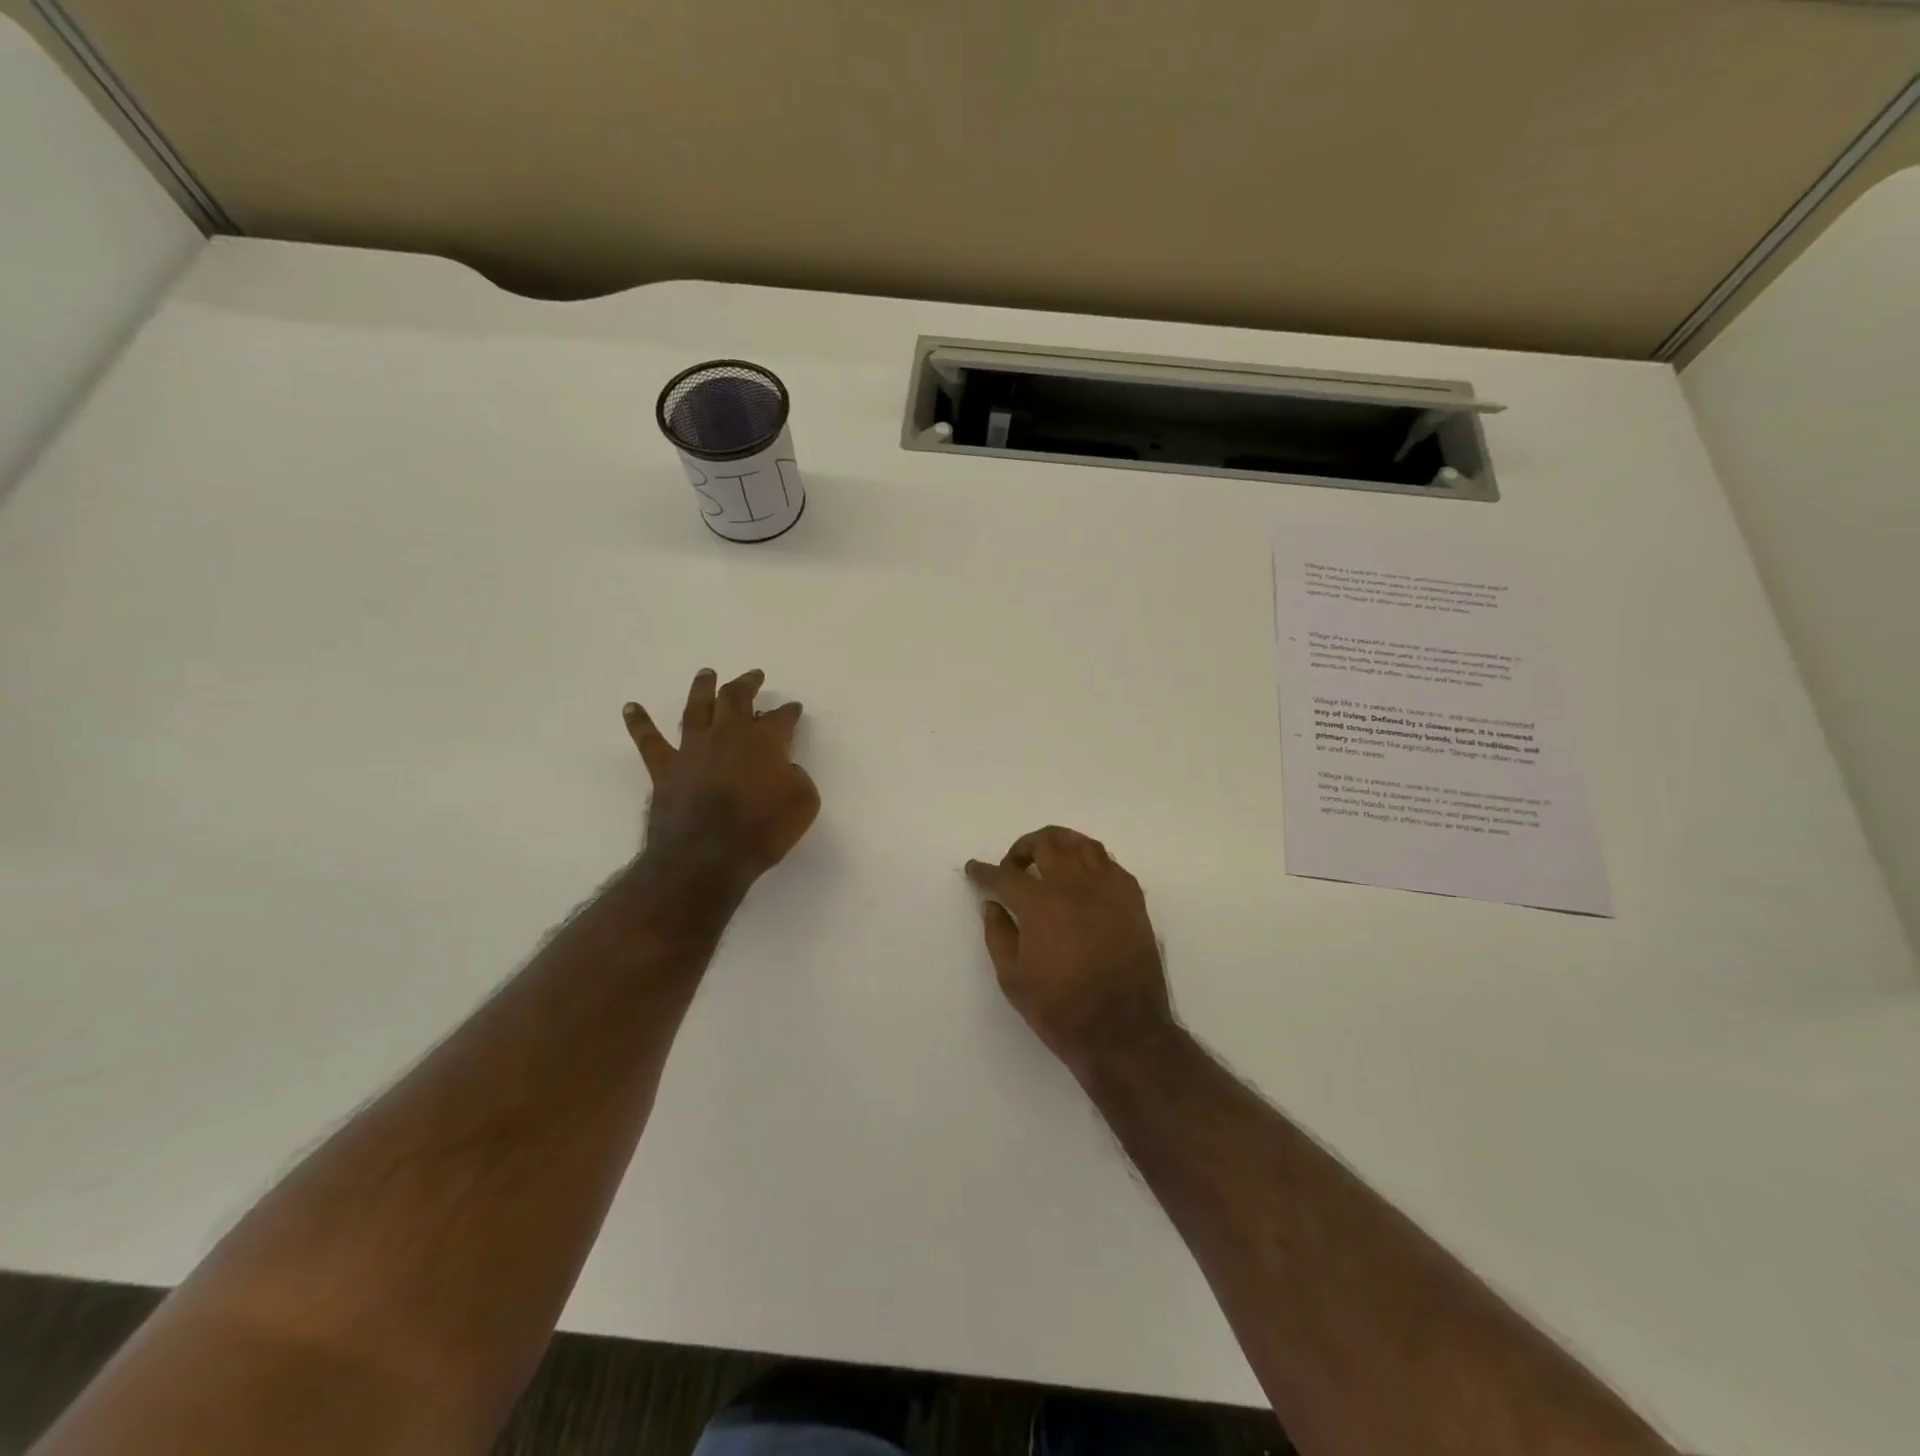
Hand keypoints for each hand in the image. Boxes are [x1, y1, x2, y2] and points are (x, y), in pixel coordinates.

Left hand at [624, 668, 818, 885]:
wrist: (707, 856)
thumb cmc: (762, 831)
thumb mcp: (803, 804)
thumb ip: (798, 778)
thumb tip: (786, 769)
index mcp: (765, 742)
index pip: (781, 718)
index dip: (789, 712)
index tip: (793, 708)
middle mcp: (728, 735)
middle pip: (736, 698)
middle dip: (747, 684)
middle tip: (753, 676)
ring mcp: (694, 749)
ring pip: (697, 708)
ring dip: (703, 688)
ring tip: (706, 673)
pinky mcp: (666, 768)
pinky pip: (649, 740)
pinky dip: (640, 723)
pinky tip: (631, 707)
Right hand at [966, 826, 1174, 1072]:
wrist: (1123, 1031)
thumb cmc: (1061, 1009)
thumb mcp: (1013, 979)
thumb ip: (998, 935)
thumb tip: (992, 905)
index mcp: (1040, 903)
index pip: (1005, 876)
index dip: (985, 872)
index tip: (974, 869)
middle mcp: (1074, 885)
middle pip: (1047, 844)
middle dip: (1022, 848)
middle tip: (1013, 865)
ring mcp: (1108, 889)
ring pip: (1082, 844)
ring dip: (1059, 843)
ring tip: (1049, 858)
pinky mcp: (1132, 900)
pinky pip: (1110, 864)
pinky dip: (1091, 862)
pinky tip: (1083, 878)